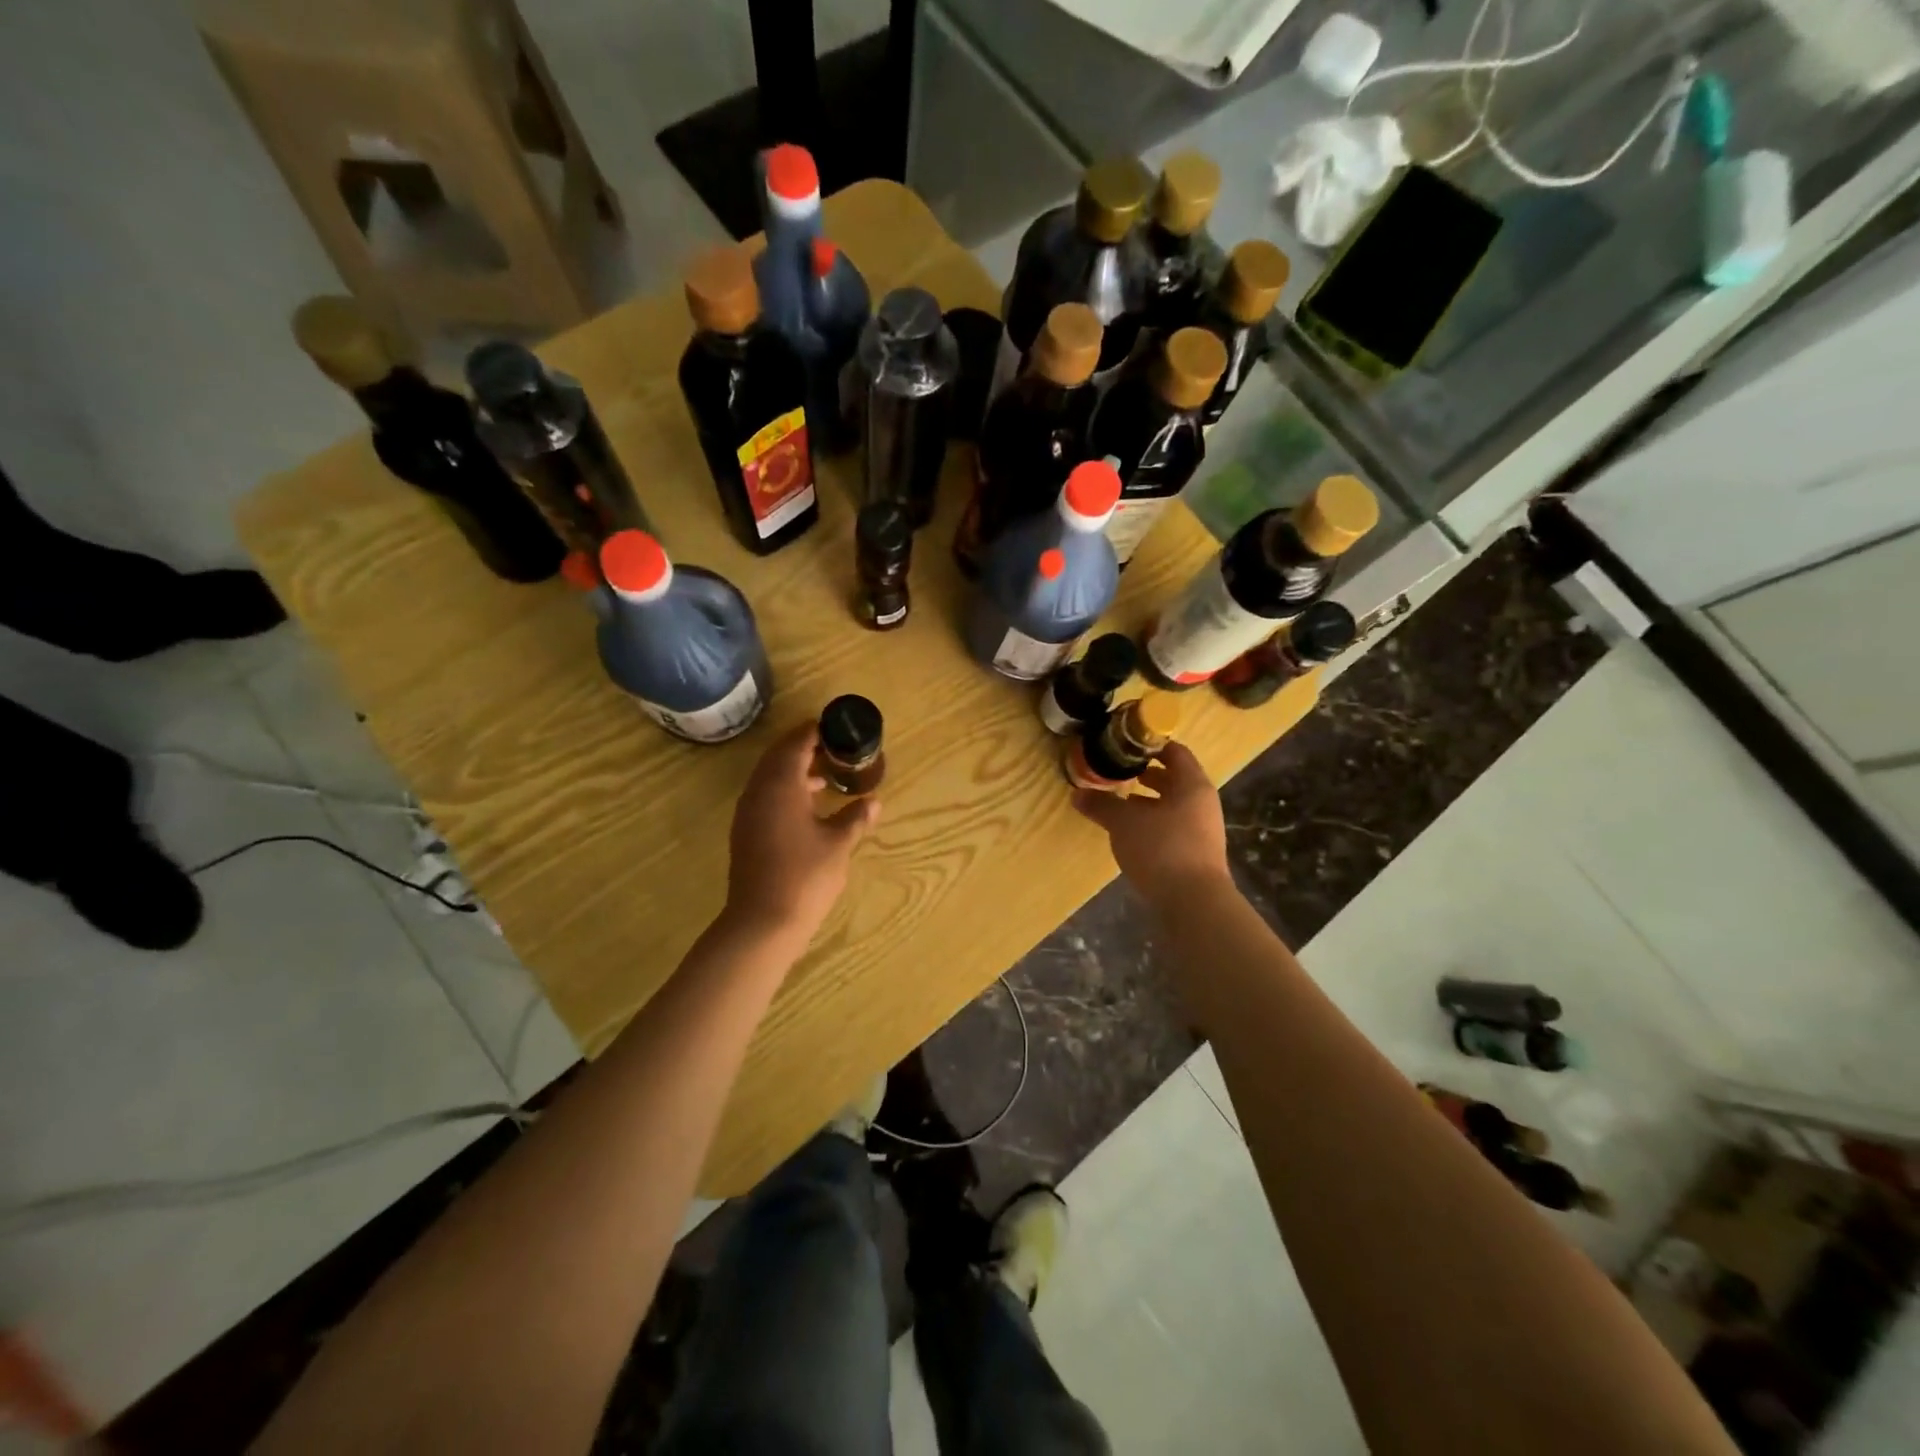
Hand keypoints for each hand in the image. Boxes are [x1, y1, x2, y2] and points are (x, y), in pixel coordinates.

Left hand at [724, 723, 878, 942]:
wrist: (762, 922)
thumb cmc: (805, 876)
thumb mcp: (838, 844)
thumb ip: (855, 818)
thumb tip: (873, 802)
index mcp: (781, 785)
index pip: (795, 744)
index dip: (814, 732)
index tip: (835, 727)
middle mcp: (759, 792)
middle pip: (778, 757)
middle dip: (803, 748)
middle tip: (833, 747)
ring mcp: (748, 813)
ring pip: (769, 778)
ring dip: (795, 771)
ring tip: (827, 775)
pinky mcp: (746, 833)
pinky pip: (765, 797)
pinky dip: (786, 791)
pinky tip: (808, 806)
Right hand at [1072, 741, 1228, 905]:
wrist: (1194, 903)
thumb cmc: (1162, 849)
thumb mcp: (1124, 823)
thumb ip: (1101, 805)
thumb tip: (1077, 794)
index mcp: (1192, 785)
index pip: (1175, 752)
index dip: (1150, 746)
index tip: (1124, 745)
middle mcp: (1202, 802)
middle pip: (1175, 778)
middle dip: (1146, 775)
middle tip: (1117, 772)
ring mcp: (1202, 829)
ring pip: (1172, 804)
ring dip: (1148, 801)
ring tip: (1119, 801)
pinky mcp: (1195, 853)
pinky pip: (1172, 826)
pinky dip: (1152, 822)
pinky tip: (1130, 832)